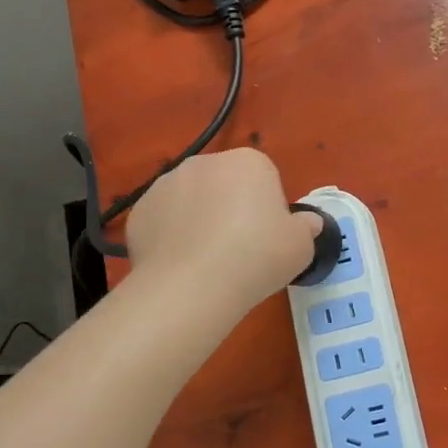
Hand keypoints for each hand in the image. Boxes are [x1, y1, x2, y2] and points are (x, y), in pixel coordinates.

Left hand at [125, 148, 321, 311]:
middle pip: (225, 183)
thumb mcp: (301, 247)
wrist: (192, 286)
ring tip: (207, 261)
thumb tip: (308, 223)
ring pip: (191, 199)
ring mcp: (166, 183)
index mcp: (248, 162)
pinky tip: (181, 265)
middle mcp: (205, 162)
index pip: (264, 177)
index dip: (268, 208)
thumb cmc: (256, 257)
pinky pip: (163, 220)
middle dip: (231, 207)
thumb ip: (307, 228)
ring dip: (199, 219)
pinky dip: (170, 236)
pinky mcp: (139, 210)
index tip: (267, 237)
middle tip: (239, 249)